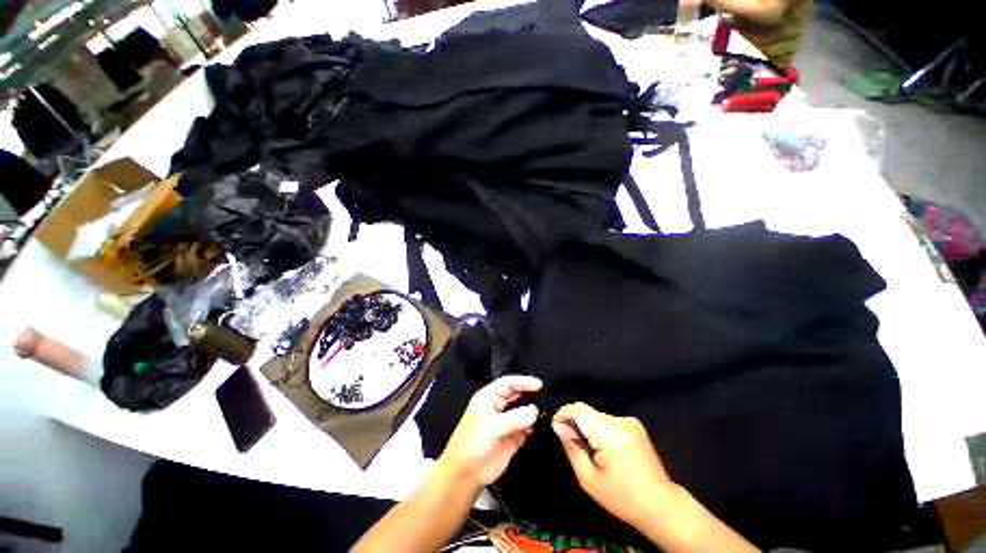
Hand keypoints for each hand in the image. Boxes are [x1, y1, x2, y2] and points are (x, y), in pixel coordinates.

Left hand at [437, 375, 541, 486]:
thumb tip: (535, 411)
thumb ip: (514, 418)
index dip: (523, 381)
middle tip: (545, 393)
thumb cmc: (473, 443)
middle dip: (529, 393)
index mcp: (489, 397)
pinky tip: (538, 426)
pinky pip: (526, 427)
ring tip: (545, 410)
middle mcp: (498, 406)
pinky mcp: (513, 437)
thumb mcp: (492, 427)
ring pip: (523, 410)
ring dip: (532, 411)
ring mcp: (506, 422)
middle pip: (516, 394)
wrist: (466, 473)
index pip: (508, 383)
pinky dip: (533, 426)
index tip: (539, 384)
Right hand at [552, 402, 677, 528]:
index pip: (578, 409)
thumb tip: (559, 425)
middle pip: (587, 412)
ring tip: (592, 451)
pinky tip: (606, 450)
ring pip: (596, 416)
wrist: (661, 505)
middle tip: (575, 445)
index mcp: (609, 433)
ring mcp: (630, 421)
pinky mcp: (635, 425)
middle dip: (576, 424)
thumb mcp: (588, 479)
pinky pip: (608, 421)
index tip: (556, 427)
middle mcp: (620, 421)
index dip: (563, 414)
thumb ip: (572, 447)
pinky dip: (600, 430)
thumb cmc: (622, 497)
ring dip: (588, 427)